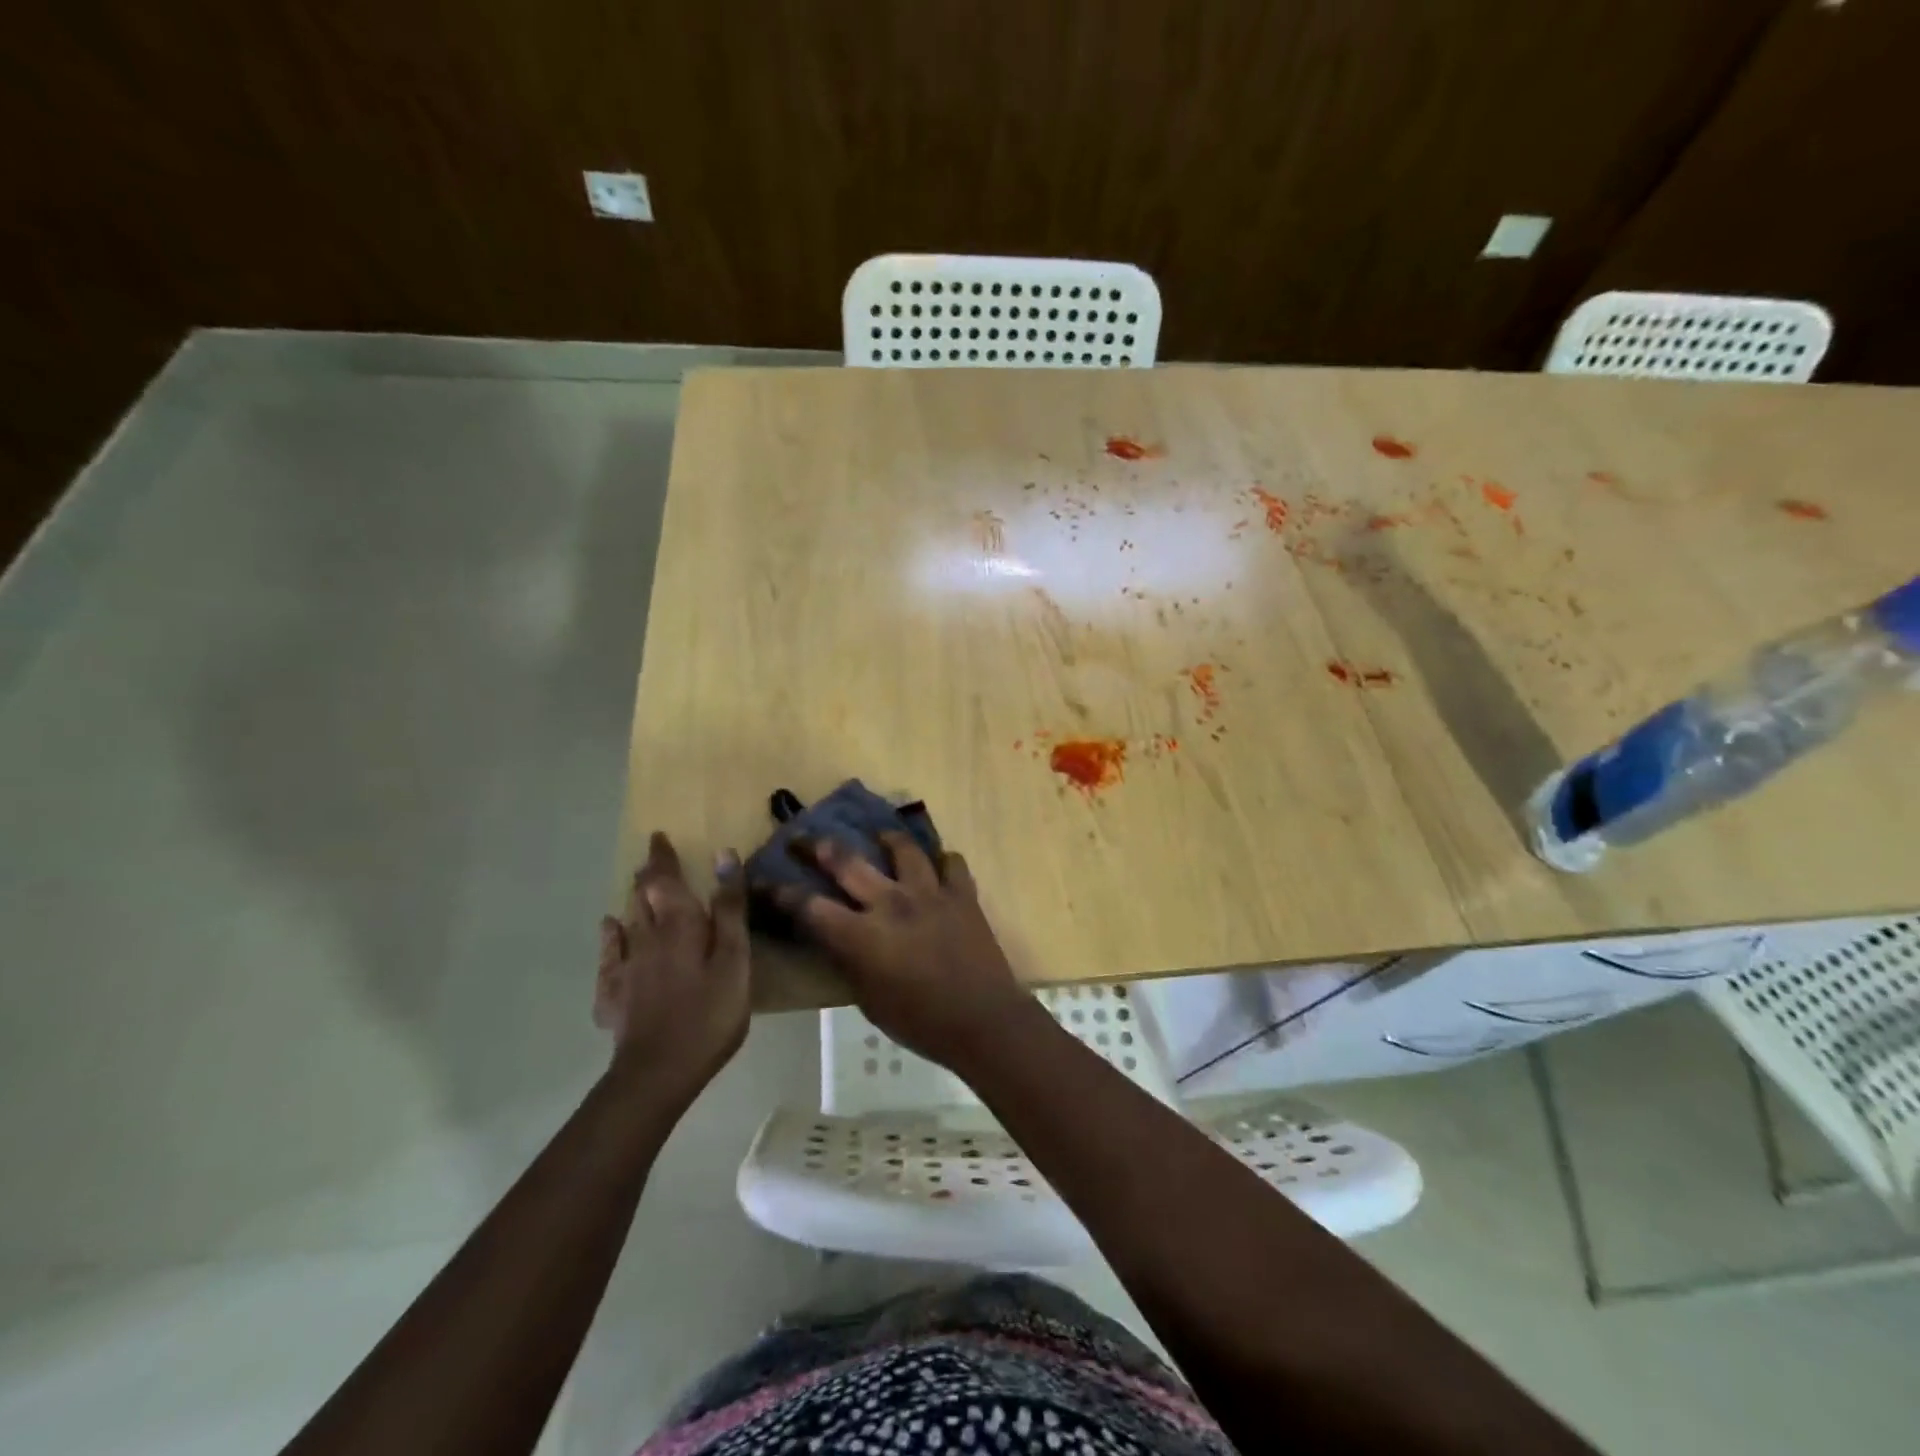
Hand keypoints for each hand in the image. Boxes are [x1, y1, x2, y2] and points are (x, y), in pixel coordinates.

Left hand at [596, 832, 749, 1100]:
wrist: (659, 1072)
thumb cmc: (709, 1013)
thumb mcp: (734, 959)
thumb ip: (728, 908)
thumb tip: (722, 855)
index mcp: (679, 925)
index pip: (667, 880)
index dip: (663, 858)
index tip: (659, 837)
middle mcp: (646, 938)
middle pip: (643, 898)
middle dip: (648, 876)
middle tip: (652, 861)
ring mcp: (627, 968)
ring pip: (627, 922)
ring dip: (632, 901)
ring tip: (636, 887)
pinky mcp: (615, 996)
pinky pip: (609, 958)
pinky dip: (610, 938)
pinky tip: (609, 932)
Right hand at [787, 834, 1039, 1069]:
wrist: (983, 1020)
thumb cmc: (920, 1022)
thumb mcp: (868, 999)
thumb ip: (849, 960)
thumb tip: (837, 937)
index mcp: (862, 935)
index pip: (809, 907)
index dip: (780, 893)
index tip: (762, 879)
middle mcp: (891, 903)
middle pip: (847, 861)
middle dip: (819, 846)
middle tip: (803, 837)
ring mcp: (930, 893)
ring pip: (903, 848)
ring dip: (886, 838)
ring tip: (879, 835)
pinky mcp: (962, 894)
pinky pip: (951, 863)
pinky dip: (941, 862)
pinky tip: (937, 865)